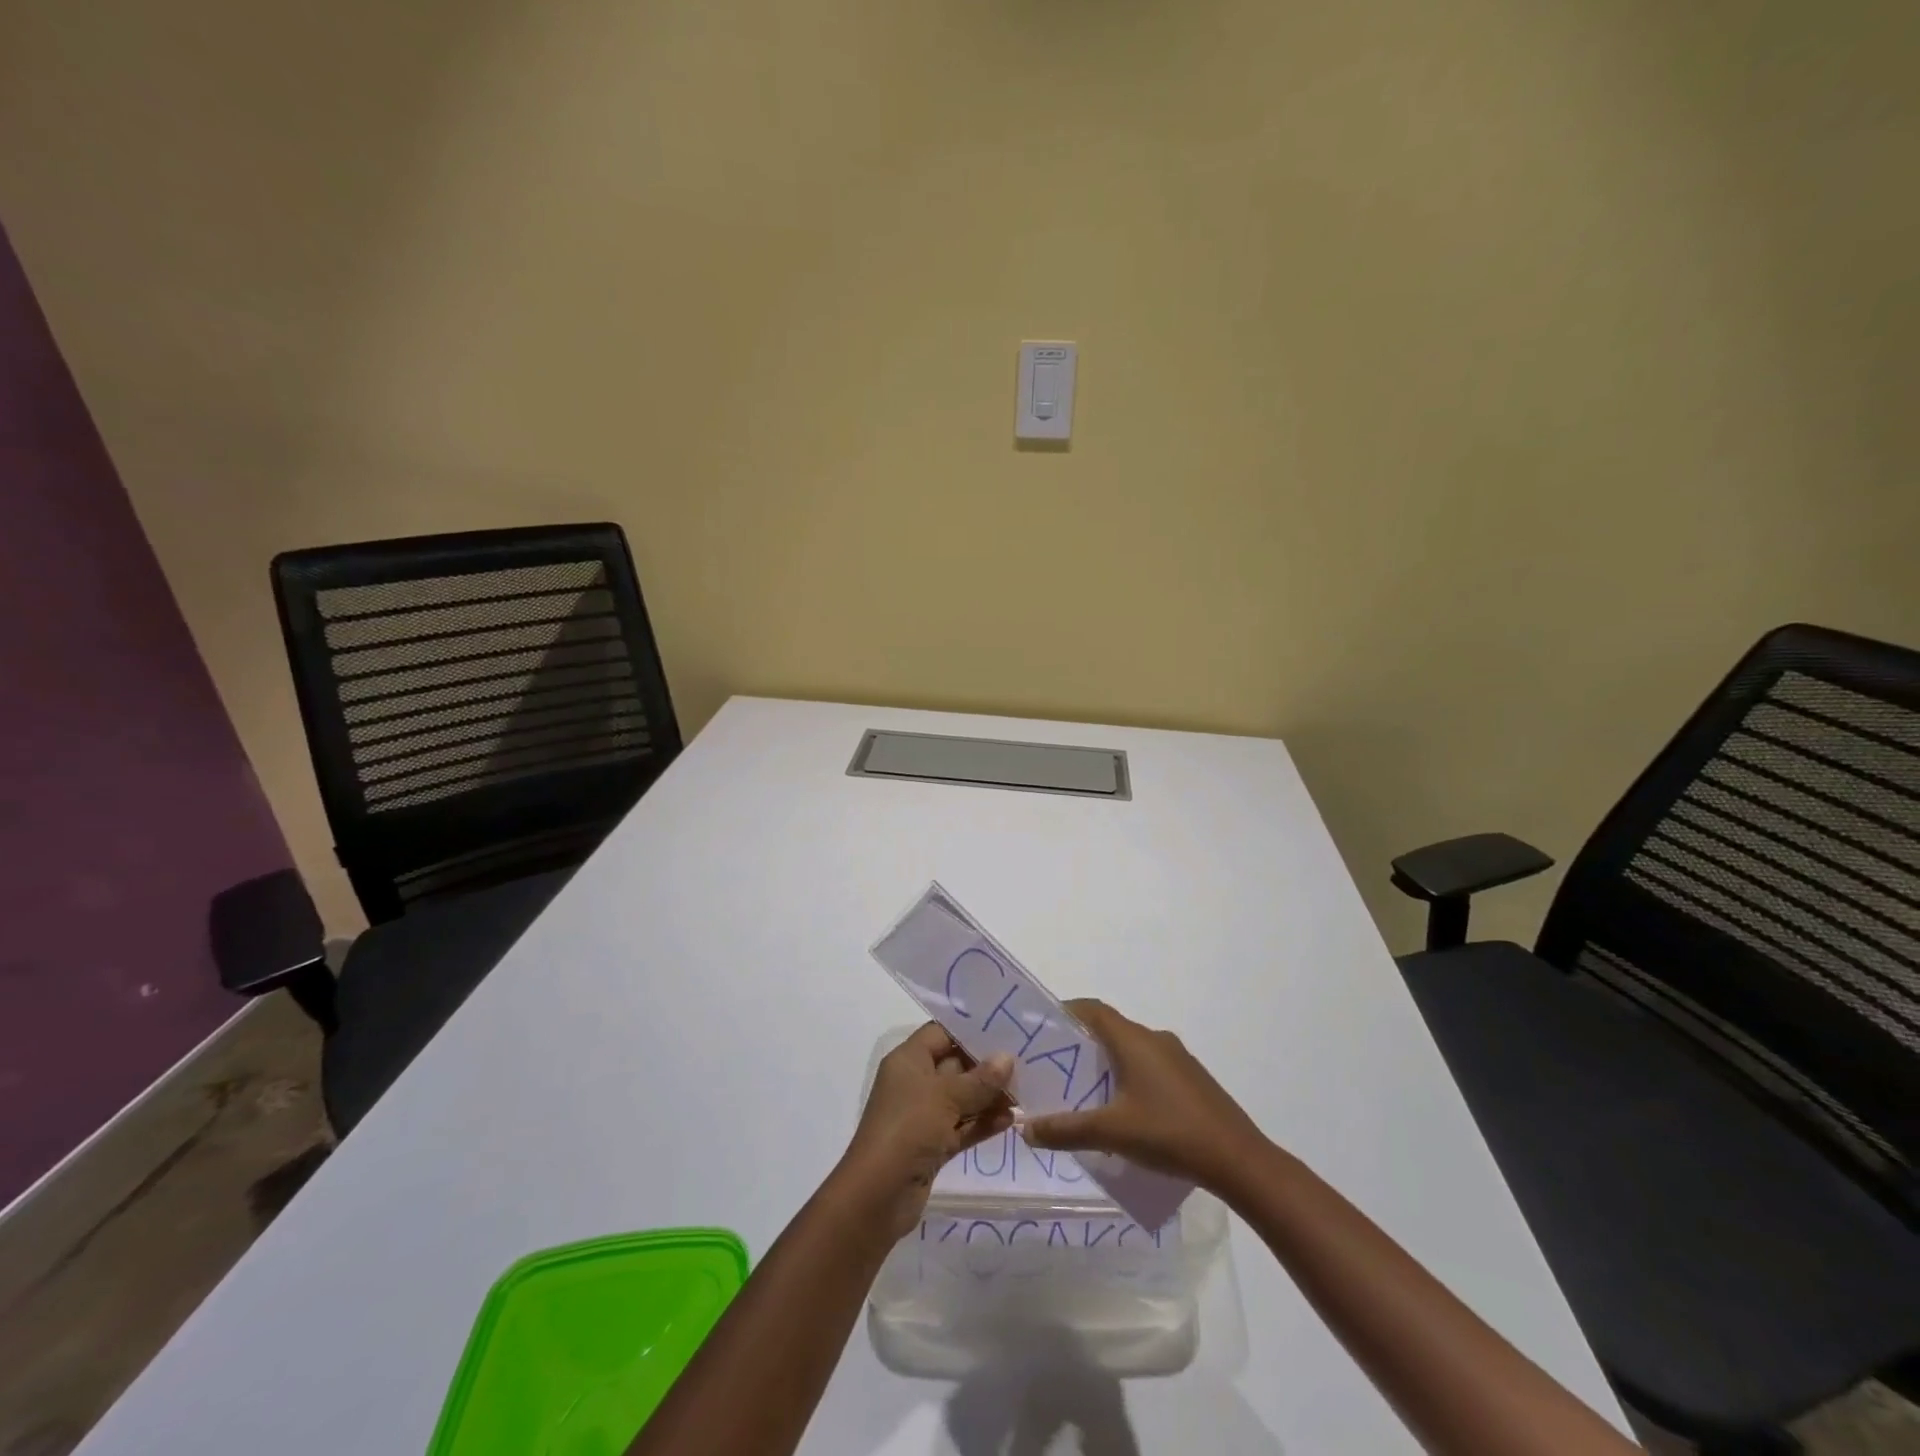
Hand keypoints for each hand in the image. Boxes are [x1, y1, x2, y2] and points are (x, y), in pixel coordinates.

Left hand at [839, 1023, 1015, 1238]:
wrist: (878, 1196)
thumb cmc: (908, 1128)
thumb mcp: (945, 1097)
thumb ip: (979, 1079)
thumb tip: (1007, 1058)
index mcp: (909, 1060)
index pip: (941, 1033)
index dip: (969, 1030)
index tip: (1005, 1028)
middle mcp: (915, 1083)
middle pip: (955, 1065)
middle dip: (987, 1066)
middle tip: (1025, 1061)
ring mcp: (923, 1116)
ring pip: (962, 1099)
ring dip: (989, 1097)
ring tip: (1025, 1092)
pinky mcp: (933, 1145)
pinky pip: (962, 1126)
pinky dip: (983, 1123)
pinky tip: (1011, 1120)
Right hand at [1021, 999, 1267, 1192]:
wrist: (1238, 1160)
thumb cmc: (1169, 1134)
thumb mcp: (1111, 1133)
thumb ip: (1066, 1130)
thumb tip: (1026, 1129)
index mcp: (1134, 1040)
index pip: (1093, 1010)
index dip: (1066, 1012)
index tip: (1042, 1028)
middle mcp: (1155, 1039)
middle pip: (1111, 1029)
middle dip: (1082, 1044)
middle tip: (1056, 1066)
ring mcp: (1178, 1058)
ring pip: (1132, 1049)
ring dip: (1108, 1063)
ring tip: (1085, 1091)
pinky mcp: (1192, 1079)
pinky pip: (1151, 1066)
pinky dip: (1130, 1076)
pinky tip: (1125, 1111)